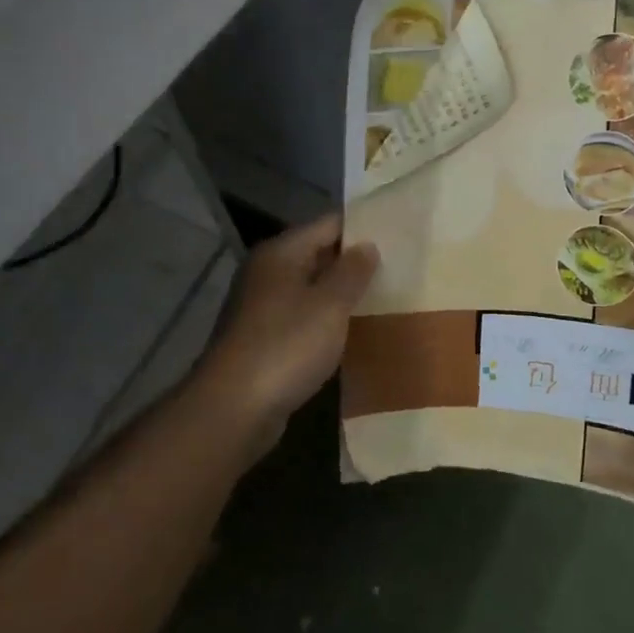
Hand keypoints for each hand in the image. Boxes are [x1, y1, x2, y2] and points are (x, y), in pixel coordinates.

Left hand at [197, 214, 378, 443]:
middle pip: (317, 255)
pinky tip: (352, 332)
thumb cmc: (287, 345)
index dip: (362, 228)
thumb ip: (352, 272)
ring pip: (310, 289)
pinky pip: (302, 318)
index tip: (398, 235)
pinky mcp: (262, 339)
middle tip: (399, 268)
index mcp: (280, 254)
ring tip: (384, 298)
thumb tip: (367, 245)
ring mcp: (260, 307)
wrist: (235, 407)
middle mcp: (266, 273)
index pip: (328, 225)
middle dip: (354, 263)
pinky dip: (325, 321)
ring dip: (340, 295)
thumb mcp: (330, 305)